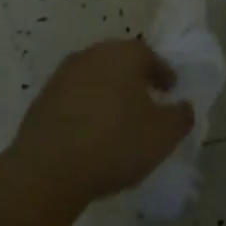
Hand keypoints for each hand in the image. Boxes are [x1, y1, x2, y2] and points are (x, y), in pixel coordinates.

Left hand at [3, 39, 194, 207]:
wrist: (48, 170)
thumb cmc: (115, 144)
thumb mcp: (164, 135)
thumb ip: (181, 116)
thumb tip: (183, 106)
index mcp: (123, 55)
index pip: (150, 56)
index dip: (163, 74)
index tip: (170, 92)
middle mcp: (91, 56)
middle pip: (119, 62)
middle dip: (134, 79)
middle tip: (146, 102)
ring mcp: (62, 76)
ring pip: (94, 79)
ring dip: (108, 93)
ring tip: (118, 120)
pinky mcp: (42, 100)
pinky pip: (73, 99)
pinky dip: (86, 109)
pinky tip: (91, 133)